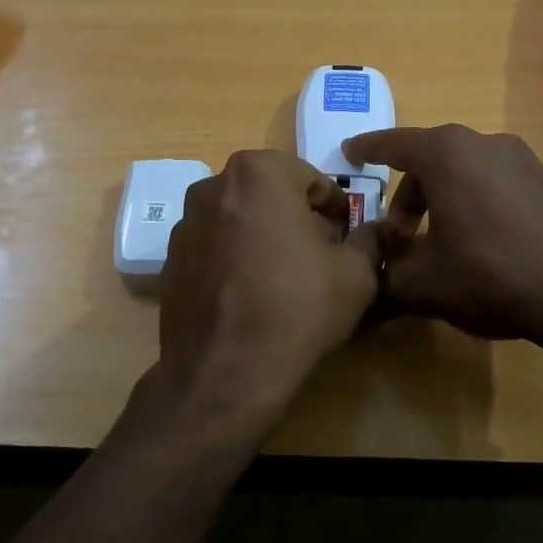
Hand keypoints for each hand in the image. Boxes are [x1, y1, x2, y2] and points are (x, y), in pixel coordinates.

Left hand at [153, 151, 381, 435]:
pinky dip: (234, 258)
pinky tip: (250, 295)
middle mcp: (213, 186)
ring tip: (283, 276)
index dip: (336, 209)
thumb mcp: (356, 274)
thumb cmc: (298, 307)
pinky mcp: (169, 259)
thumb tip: (372, 232)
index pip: (311, 180)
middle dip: (296, 217)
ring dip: (263, 235)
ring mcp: (185, 223)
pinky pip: (214, 247)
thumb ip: (368, 240)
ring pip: (239, 219)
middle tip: (319, 253)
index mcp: (259, 172)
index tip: (347, 235)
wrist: (226, 370)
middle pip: (270, 194)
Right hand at [342, 125, 542, 348]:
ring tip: (437, 245)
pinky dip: (472, 204)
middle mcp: (483, 143)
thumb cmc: (487, 273)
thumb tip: (371, 278)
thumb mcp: (422, 283)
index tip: (349, 154)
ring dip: (440, 202)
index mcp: (445, 154)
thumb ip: (386, 276)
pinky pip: (493, 184)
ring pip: (463, 172)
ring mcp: (521, 160)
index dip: (366, 150)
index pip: (392, 144)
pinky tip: (476, 245)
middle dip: (406, 198)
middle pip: (429, 161)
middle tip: (397, 238)